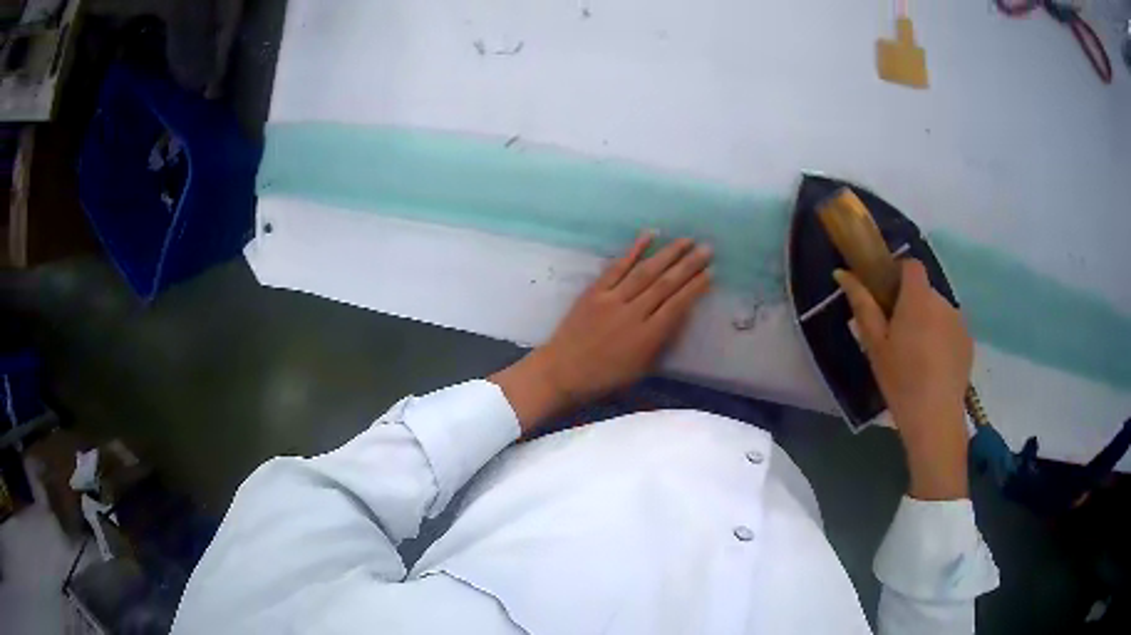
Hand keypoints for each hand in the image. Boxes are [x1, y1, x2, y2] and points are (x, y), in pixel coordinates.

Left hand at [491, 231, 712, 431]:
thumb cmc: (606, 377)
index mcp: (647, 338)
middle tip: (708, 249)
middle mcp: (632, 314)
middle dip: (689, 265)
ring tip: (687, 240)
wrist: (562, 372)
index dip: (696, 288)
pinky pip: (616, 267)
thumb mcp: (642, 369)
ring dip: (668, 253)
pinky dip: (633, 250)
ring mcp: (611, 300)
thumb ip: (662, 341)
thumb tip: (681, 314)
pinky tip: (649, 235)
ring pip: (645, 271)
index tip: (711, 273)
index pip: (677, 306)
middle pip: (665, 284)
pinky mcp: (594, 291)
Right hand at [834, 259, 972, 500]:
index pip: (911, 265)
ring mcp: (959, 321)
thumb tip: (842, 273)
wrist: (935, 417)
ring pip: (938, 310)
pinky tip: (933, 367)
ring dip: (928, 322)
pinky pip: (951, 329)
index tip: (887, 297)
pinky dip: (942, 338)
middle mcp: (942, 301)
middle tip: (897, 336)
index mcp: (918, 297)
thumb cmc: (900, 379)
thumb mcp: (874, 345)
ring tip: (917, 356)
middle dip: (912, 304)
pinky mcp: (968, 342)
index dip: (898, 273)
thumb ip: (861, 305)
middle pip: (924, 290)